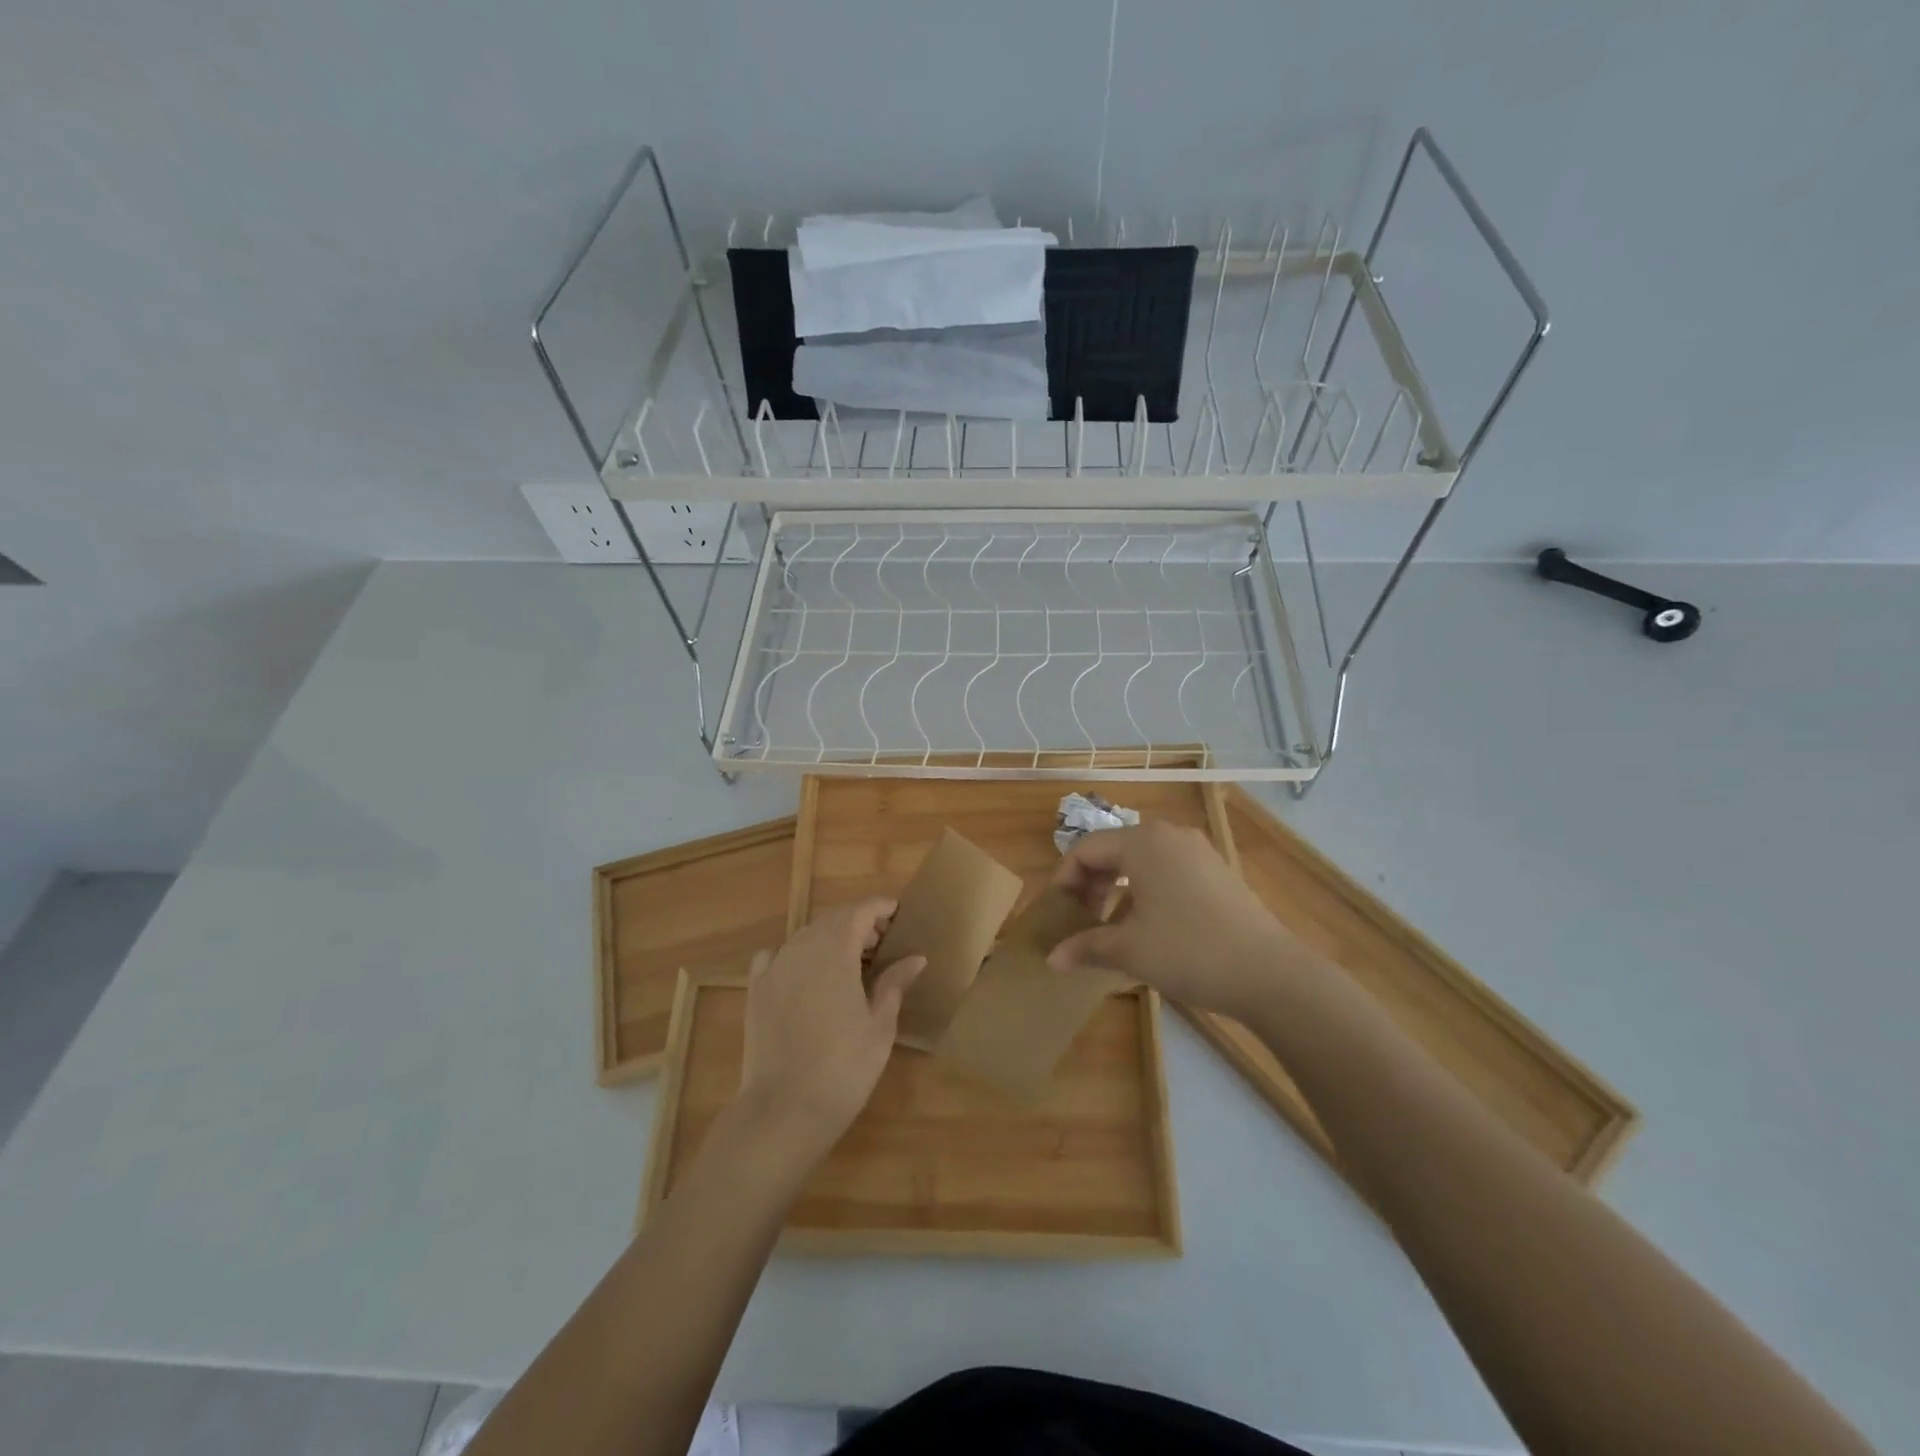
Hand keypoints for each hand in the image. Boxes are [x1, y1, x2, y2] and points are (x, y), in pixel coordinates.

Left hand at [736, 898, 924, 1167]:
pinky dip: (795, 955)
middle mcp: (801, 947)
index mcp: (835, 949)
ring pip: (806, 936)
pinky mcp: (756, 989)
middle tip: (882, 945)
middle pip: (833, 919)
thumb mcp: (880, 1025)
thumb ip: (894, 983)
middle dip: (859, 924)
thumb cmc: (844, 1067)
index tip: (899, 916)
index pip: (860, 910)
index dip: (881, 908)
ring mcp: (774, 967)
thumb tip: (916, 958)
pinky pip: (776, 956)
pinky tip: (805, 975)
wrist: (784, 1109)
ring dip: (830, 939)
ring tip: (851, 963)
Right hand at [1049, 822, 1298, 1020]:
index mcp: (1142, 842)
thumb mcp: (1129, 950)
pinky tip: (1147, 928)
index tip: (1056, 914)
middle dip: (1090, 884)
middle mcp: (1169, 835)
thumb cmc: (1188, 951)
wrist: (1269, 973)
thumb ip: (1085, 946)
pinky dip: (1146, 892)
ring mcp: (1198, 852)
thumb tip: (1052, 959)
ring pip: (1141, 862)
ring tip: (1110, 928)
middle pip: (1113, 850)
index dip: (1063, 879)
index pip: (1086, 849)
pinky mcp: (1217, 872)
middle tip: (1080, 921)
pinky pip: (1167, 872)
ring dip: (1117, 890)